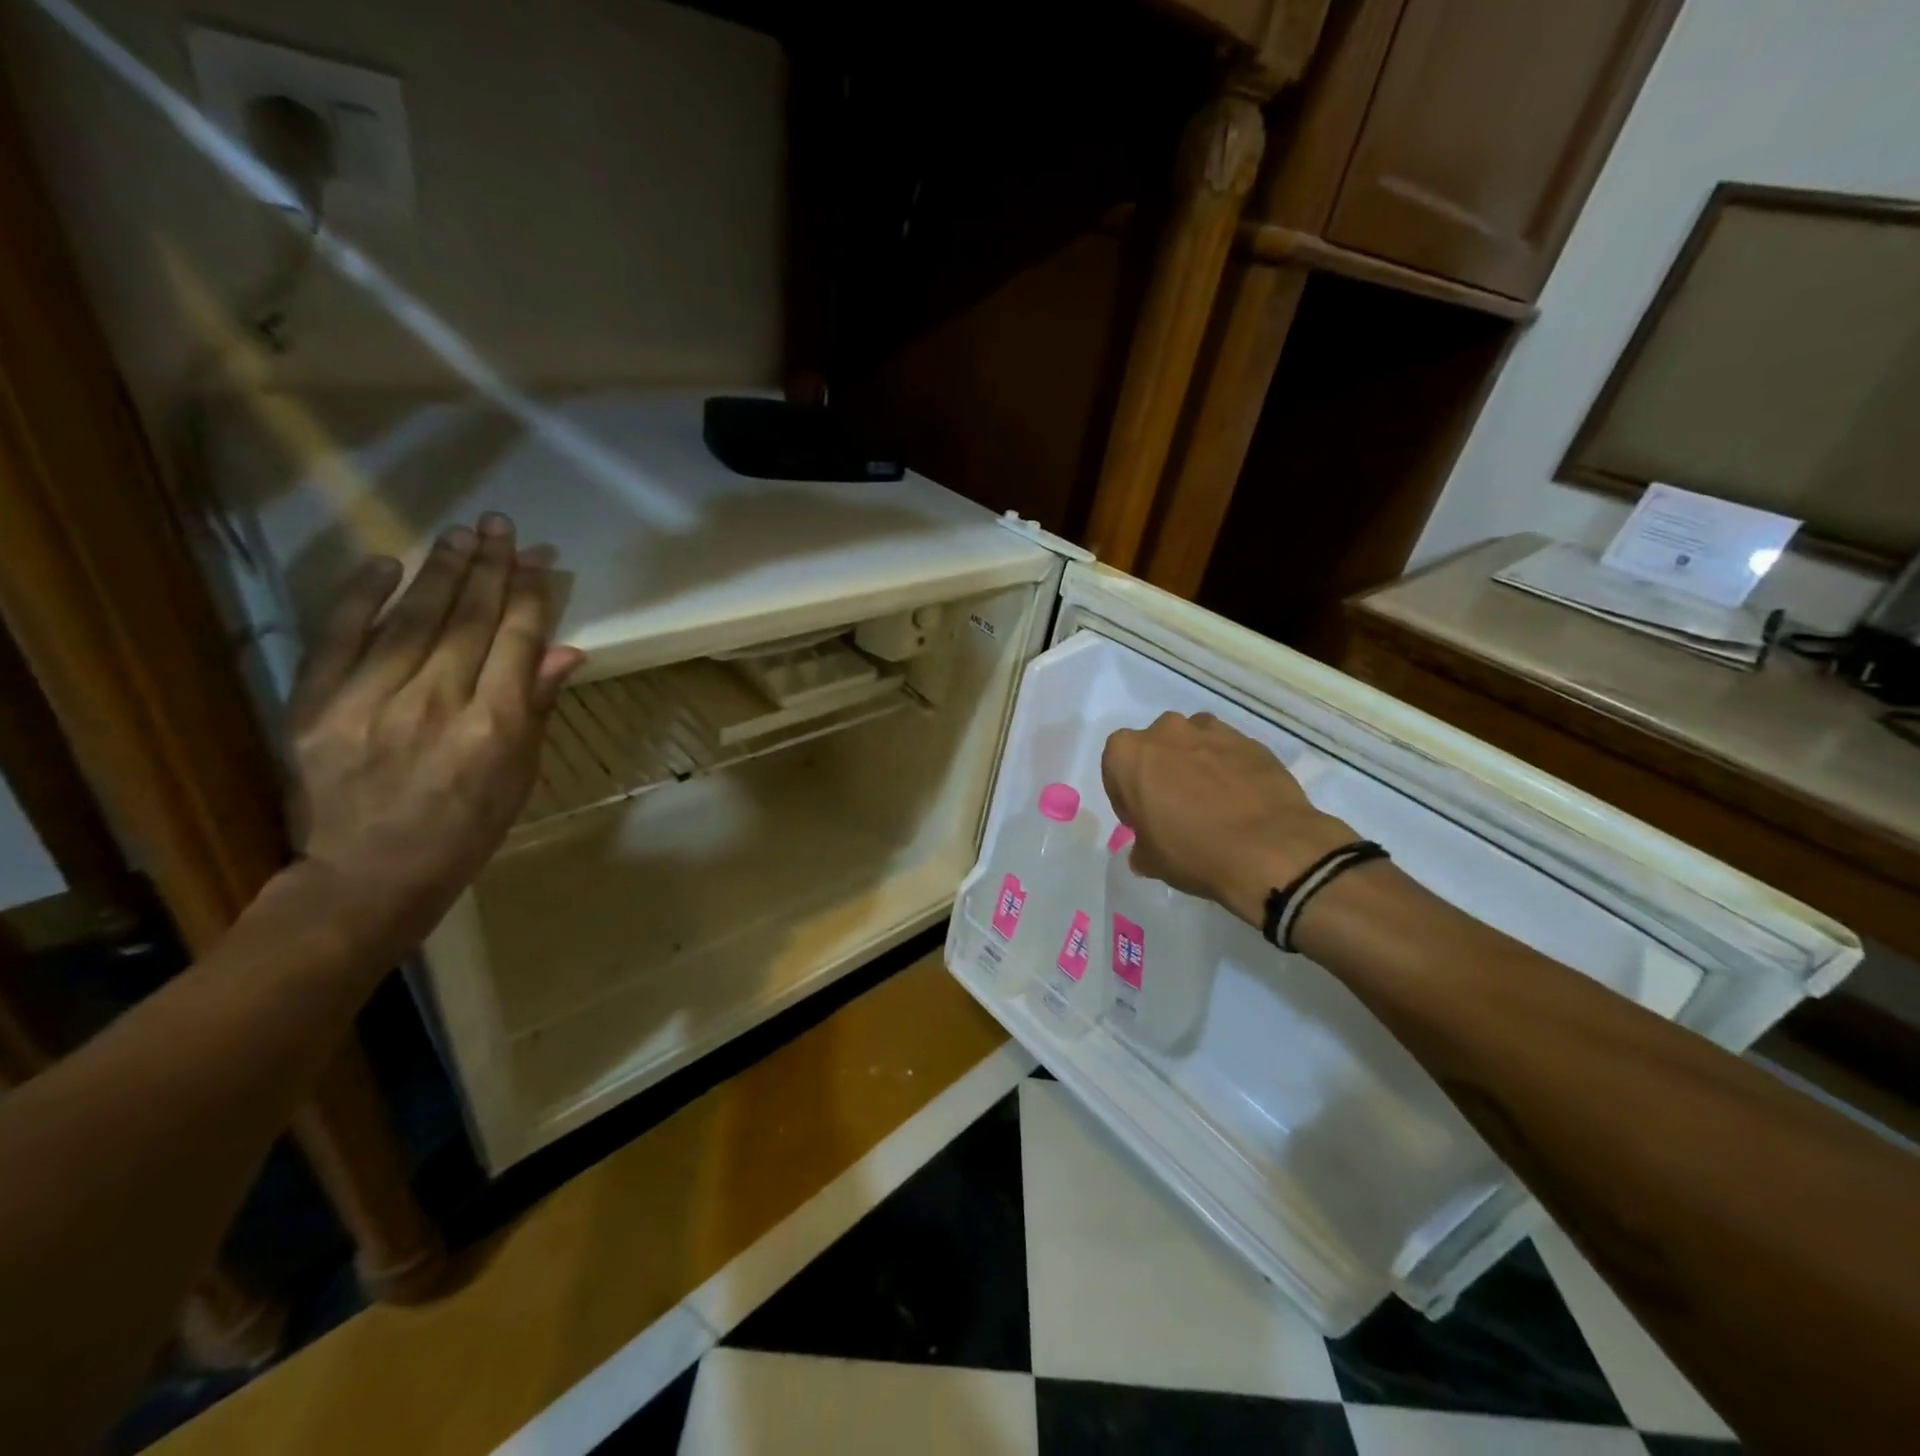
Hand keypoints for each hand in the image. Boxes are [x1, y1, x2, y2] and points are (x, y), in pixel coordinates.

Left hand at [283, 512, 583, 954]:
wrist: (372, 875)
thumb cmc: (466, 830)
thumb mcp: (520, 776)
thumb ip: (536, 708)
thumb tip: (566, 651)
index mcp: (494, 727)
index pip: (515, 642)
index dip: (528, 596)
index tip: (535, 559)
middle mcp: (437, 704)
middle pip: (468, 621)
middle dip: (489, 569)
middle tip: (500, 527)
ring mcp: (371, 702)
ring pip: (413, 620)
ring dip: (440, 572)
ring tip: (460, 535)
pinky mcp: (317, 707)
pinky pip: (341, 639)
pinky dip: (363, 598)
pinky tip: (388, 564)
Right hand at [1101, 712, 1356, 927]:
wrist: (1270, 850)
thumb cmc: (1194, 851)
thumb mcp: (1151, 861)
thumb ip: (1141, 848)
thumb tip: (1145, 850)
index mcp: (1130, 753)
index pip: (1115, 767)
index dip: (1125, 796)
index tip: (1140, 820)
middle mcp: (1167, 731)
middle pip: (1155, 748)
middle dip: (1160, 772)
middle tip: (1173, 808)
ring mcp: (1213, 731)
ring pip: (1193, 743)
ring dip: (1194, 764)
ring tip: (1209, 801)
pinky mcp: (1251, 742)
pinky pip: (1228, 752)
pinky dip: (1228, 769)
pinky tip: (1239, 801)